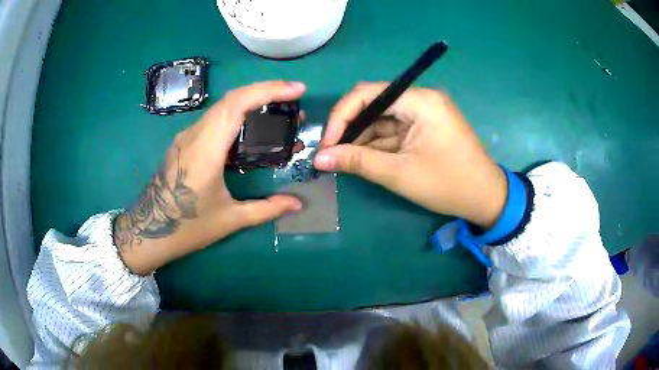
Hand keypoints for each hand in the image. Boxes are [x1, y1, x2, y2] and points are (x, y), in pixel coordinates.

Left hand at [114, 81, 305, 274]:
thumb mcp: (230, 220)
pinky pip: (214, 120)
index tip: (297, 89)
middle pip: (232, 98)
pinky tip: (250, 131)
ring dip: (251, 102)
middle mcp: (194, 135)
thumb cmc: (186, 227)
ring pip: (222, 107)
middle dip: (266, 91)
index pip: (237, 104)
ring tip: (277, 112)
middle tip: (294, 99)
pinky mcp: (185, 143)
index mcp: (205, 149)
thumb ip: (266, 209)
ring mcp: (187, 137)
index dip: (269, 90)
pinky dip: (237, 116)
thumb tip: (298, 204)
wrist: (148, 232)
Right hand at [314, 82, 506, 227]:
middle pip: (374, 103)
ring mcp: (424, 113)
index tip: (326, 144)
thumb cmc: (448, 184)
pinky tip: (361, 157)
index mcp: (420, 101)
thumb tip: (319, 159)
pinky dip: (377, 143)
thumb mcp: (399, 173)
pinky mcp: (425, 127)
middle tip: (330, 153)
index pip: (369, 93)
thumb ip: (357, 161)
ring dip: (361, 138)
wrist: (486, 198)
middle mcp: (421, 99)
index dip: (342, 115)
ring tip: (340, 158)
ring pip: (382, 118)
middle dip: (350, 128)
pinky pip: (394, 129)